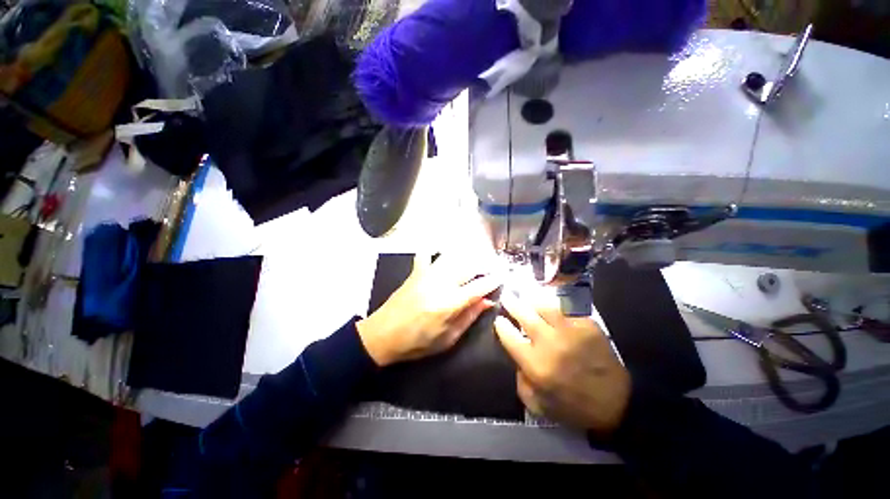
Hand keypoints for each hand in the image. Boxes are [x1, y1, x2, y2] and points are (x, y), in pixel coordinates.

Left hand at [356, 253, 500, 366]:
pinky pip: (426, 254)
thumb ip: (469, 317)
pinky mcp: (416, 272)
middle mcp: (440, 283)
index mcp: (449, 303)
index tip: (503, 276)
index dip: (493, 281)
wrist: (382, 335)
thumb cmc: (416, 343)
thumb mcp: (447, 339)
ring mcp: (426, 274)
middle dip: (484, 264)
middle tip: (492, 267)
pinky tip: (442, 252)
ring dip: (467, 256)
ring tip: (476, 259)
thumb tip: (487, 301)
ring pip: (452, 257)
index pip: (478, 287)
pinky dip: (435, 250)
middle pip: (468, 266)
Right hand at [494, 292, 630, 433]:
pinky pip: (565, 307)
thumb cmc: (573, 406)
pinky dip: (554, 302)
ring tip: (527, 295)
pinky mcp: (586, 325)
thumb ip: (520, 380)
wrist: (616, 403)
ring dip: (532, 299)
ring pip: (544, 305)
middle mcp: (549, 343)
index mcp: (535, 364)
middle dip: (511, 303)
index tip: (499, 319)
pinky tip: (550, 301)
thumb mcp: (538, 404)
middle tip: (507, 296)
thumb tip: (516, 358)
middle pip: (524, 315)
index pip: (509, 336)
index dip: (501, 325)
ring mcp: (569, 331)